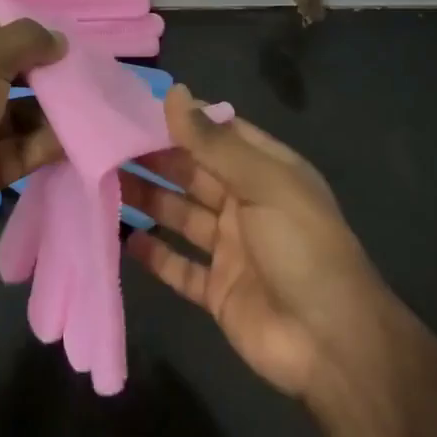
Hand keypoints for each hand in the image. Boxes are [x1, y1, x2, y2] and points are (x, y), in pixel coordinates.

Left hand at [0, 3, 67, 250]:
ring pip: (17, 107)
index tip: (34, 22)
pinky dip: (48, 140)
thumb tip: (57, 39)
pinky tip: (79, 132)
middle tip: (74, 62)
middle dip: (35, 63)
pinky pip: (24, 144)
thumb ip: (24, 40)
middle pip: (0, 64)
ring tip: (86, 97)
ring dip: (49, 103)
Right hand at [123, 86, 391, 399]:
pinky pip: (178, 266)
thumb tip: (174, 92)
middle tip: (107, 142)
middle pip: (194, 173)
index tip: (136, 106)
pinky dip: (153, 253)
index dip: (183, 120)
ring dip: (147, 199)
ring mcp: (231, 249)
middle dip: (156, 158)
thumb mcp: (263, 182)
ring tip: (104, 180)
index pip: (220, 134)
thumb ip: (213, 142)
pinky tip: (122, 237)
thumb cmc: (302, 247)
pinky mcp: (217, 290)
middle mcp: (247, 204)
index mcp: (266, 172)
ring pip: (180, 215)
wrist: (332, 344)